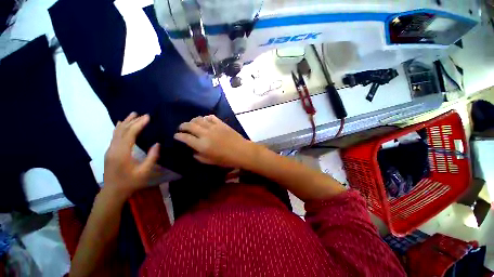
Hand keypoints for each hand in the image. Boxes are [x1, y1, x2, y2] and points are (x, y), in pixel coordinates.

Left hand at [103, 112, 159, 198]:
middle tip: (143, 114)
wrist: (113, 191)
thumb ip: (152, 157)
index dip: (139, 124)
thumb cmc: (130, 182)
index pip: (130, 134)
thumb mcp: (144, 171)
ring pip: (117, 131)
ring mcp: (110, 149)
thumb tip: (157, 144)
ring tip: (133, 114)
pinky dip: (119, 127)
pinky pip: (114, 135)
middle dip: (133, 121)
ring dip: (125, 122)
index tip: (147, 117)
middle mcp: (113, 148)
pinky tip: (121, 123)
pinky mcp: (109, 151)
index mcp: (122, 153)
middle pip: (122, 130)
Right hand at [174, 115, 254, 167]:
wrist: (241, 151)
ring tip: (192, 123)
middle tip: (181, 128)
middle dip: (183, 126)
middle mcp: (205, 134)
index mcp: (201, 145)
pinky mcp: (221, 123)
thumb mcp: (210, 161)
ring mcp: (213, 127)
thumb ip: (199, 156)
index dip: (178, 136)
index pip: (185, 137)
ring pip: (199, 119)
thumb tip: (193, 150)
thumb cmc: (226, 159)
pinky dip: (205, 118)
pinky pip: (210, 117)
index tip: (176, 136)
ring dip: (192, 120)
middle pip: (189, 125)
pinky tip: (205, 120)